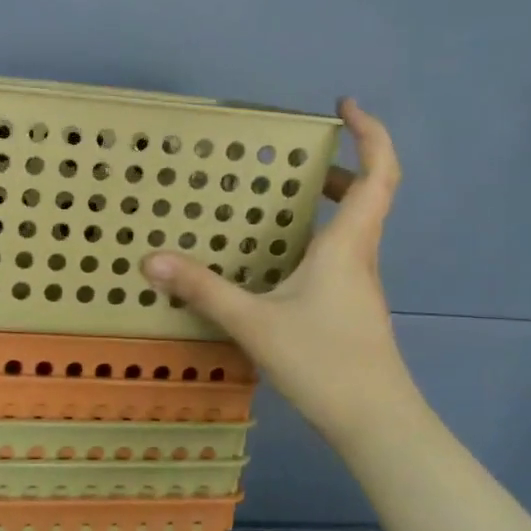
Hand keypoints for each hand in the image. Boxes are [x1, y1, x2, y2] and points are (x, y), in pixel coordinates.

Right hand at [140, 98, 406, 442]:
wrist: (375, 423)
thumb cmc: (323, 361)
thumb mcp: (254, 322)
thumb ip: (203, 290)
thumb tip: (152, 260)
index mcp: (347, 245)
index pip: (378, 173)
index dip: (370, 133)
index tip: (345, 106)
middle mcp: (361, 257)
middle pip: (368, 196)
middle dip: (341, 167)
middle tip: (301, 157)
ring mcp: (360, 286)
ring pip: (354, 228)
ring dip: (329, 204)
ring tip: (283, 200)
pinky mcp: (353, 309)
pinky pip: (341, 255)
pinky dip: (318, 238)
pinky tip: (282, 262)